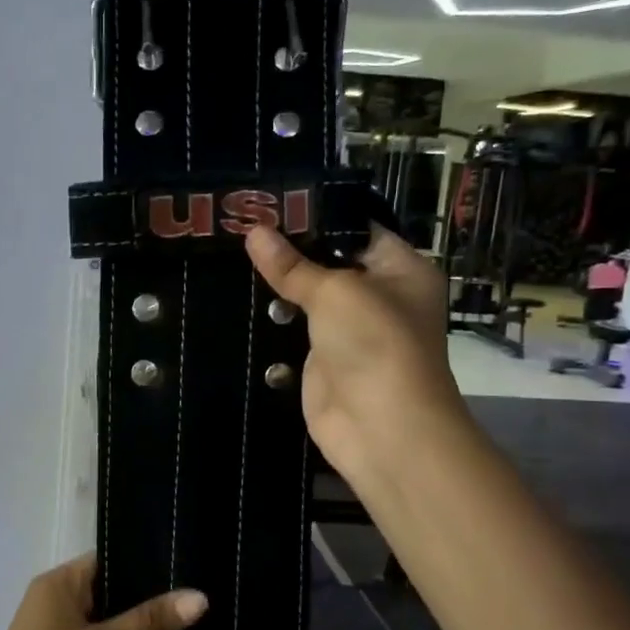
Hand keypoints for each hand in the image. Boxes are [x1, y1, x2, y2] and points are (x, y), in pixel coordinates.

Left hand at [0, 555, 206, 629]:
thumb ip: (150, 622)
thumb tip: (200, 596)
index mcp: (59, 584)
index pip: (111, 558)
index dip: (150, 561)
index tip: (193, 566)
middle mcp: (58, 603)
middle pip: (114, 591)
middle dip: (154, 599)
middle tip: (206, 600)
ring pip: (112, 625)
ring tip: (199, 628)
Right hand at [245, 223, 465, 485]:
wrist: (381, 428)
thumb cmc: (375, 344)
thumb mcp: (335, 292)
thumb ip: (293, 265)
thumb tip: (254, 231)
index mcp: (400, 269)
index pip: (357, 228)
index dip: (317, 214)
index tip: (271, 201)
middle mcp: (378, 296)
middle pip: (329, 262)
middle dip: (290, 249)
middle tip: (240, 224)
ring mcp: (349, 331)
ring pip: (307, 299)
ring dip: (276, 287)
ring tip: (229, 254)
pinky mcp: (322, 361)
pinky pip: (292, 332)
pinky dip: (270, 322)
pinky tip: (235, 298)